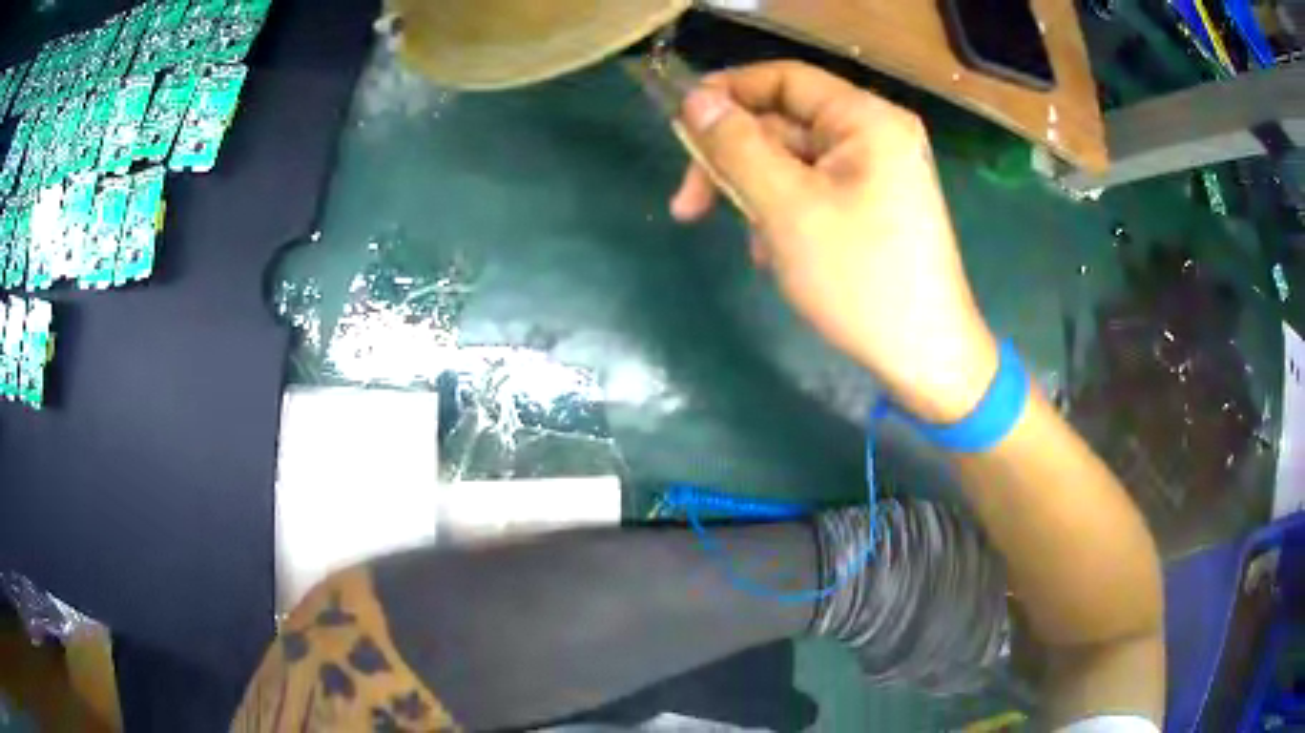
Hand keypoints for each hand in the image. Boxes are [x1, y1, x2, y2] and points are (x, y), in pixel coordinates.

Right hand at [669, 61, 997, 422]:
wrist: (924, 357)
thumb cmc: (860, 279)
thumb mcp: (786, 207)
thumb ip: (736, 146)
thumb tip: (694, 99)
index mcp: (865, 119)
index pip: (783, 79)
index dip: (726, 93)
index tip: (679, 127)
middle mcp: (875, 134)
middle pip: (783, 124)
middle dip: (733, 161)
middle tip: (687, 207)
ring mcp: (876, 172)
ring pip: (793, 162)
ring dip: (757, 195)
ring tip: (752, 246)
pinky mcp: (873, 205)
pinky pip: (813, 191)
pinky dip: (784, 214)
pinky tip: (774, 255)